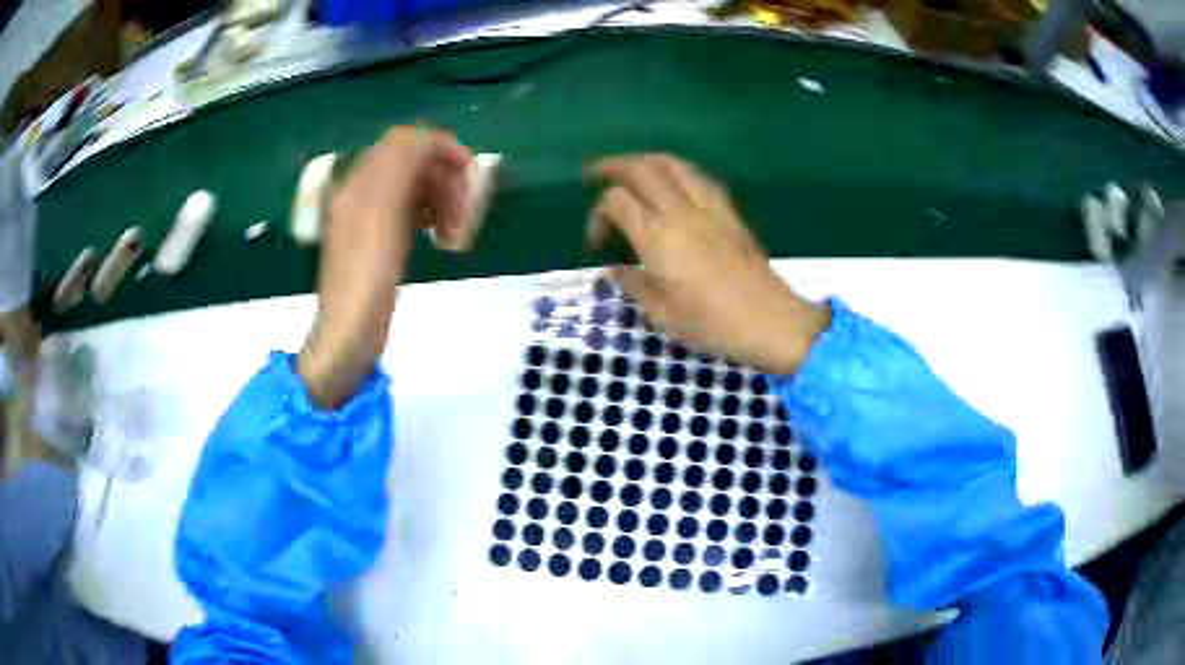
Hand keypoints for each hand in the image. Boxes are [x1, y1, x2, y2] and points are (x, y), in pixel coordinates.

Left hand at [298, 127, 471, 407]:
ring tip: (456, 229)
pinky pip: (409, 211)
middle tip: (467, 207)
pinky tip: (439, 235)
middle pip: (412, 163)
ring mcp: (368, 218)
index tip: (471, 171)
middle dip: (444, 177)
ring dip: (441, 198)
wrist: (349, 333)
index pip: (405, 142)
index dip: (441, 148)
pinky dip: (430, 215)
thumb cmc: (368, 275)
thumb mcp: (383, 212)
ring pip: (414, 188)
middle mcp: (362, 193)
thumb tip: (425, 137)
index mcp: (361, 182)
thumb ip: (402, 166)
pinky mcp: (377, 241)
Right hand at [588, 154, 829, 374]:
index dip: (597, 215)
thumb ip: (634, 285)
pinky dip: (676, 171)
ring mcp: (709, 207)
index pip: (616, 201)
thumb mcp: (662, 315)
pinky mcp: (730, 212)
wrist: (770, 321)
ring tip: (632, 170)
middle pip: (641, 168)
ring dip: (645, 161)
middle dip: (613, 166)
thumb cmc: (712, 324)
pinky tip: (674, 184)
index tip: (597, 243)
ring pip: (672, 164)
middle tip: (596, 175)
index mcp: (658, 237)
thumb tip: (616, 270)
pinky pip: (698, 177)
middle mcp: (681, 211)